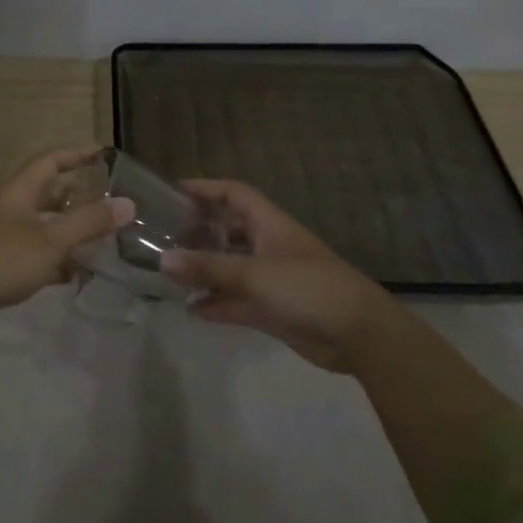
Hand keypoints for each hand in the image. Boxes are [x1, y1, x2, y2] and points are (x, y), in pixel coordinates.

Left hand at [0, 149, 132, 338]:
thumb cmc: (1, 259)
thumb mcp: (51, 240)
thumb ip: (89, 222)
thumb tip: (128, 203)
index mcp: (20, 193)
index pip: (49, 162)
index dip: (75, 154)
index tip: (101, 154)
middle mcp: (10, 210)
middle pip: (47, 194)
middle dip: (76, 198)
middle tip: (106, 207)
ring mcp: (2, 239)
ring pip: (42, 227)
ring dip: (68, 232)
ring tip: (99, 243)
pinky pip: (34, 255)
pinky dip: (55, 261)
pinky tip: (73, 276)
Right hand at [161, 180, 393, 372]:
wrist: (360, 335)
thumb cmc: (309, 288)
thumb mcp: (255, 273)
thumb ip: (209, 268)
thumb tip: (163, 260)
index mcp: (270, 225)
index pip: (234, 194)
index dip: (206, 188)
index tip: (174, 190)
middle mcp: (268, 246)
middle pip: (229, 230)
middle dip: (200, 230)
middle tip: (163, 235)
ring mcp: (271, 279)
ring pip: (230, 268)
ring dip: (205, 271)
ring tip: (169, 274)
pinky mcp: (273, 309)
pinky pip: (237, 301)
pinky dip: (216, 305)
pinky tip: (191, 311)